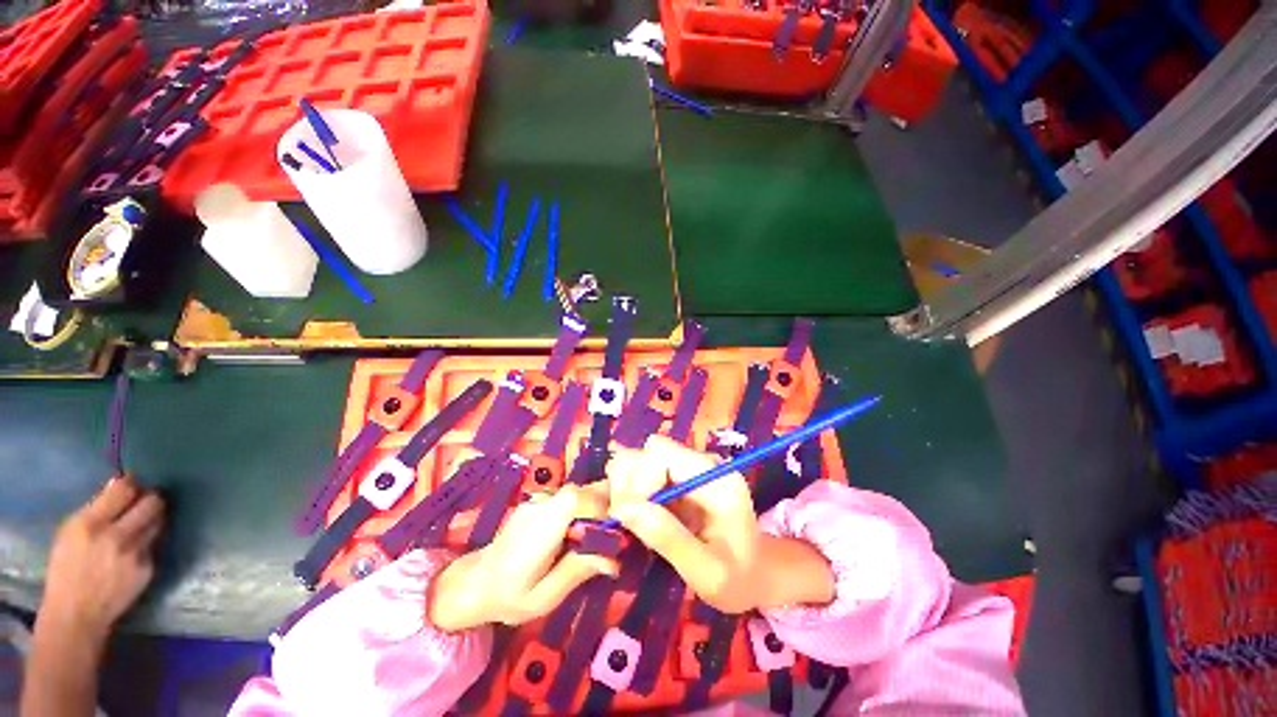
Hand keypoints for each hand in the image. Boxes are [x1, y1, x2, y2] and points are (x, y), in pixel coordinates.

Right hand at [39, 476, 164, 640]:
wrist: (77, 614)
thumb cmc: (66, 570)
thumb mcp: (69, 533)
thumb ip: (96, 508)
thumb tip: (120, 484)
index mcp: (91, 525)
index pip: (125, 490)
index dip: (132, 482)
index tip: (132, 482)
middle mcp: (117, 537)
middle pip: (153, 502)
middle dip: (150, 497)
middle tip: (144, 499)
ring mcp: (137, 554)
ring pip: (159, 521)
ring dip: (153, 517)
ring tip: (141, 519)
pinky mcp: (149, 568)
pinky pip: (154, 544)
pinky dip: (148, 539)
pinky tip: (136, 545)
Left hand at [429, 480, 617, 631]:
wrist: (476, 581)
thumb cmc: (510, 595)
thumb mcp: (545, 596)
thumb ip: (578, 571)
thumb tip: (615, 558)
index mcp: (541, 528)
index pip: (577, 498)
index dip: (602, 508)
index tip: (614, 532)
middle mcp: (541, 505)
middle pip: (584, 491)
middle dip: (606, 507)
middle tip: (614, 537)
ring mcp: (540, 499)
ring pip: (580, 492)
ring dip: (597, 509)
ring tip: (600, 538)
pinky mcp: (542, 501)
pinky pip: (571, 498)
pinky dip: (585, 510)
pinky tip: (582, 533)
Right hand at [607, 436, 833, 612]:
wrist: (756, 575)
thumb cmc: (738, 579)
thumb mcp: (707, 572)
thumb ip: (668, 537)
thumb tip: (623, 508)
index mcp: (714, 477)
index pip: (661, 453)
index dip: (639, 480)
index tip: (630, 518)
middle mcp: (699, 463)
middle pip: (647, 451)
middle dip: (628, 483)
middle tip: (626, 522)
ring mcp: (687, 469)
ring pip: (640, 459)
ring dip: (625, 488)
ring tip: (631, 523)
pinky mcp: (677, 480)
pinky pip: (642, 474)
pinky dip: (629, 493)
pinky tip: (635, 520)